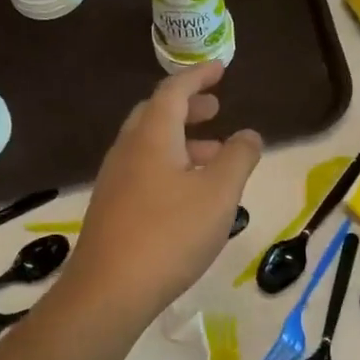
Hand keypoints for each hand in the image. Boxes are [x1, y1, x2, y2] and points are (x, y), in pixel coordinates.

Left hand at [67, 62, 261, 321]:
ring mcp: (115, 180)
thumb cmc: (170, 234)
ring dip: (182, 140)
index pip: (174, 91)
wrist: (109, 290)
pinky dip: (170, 165)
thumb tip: (250, 134)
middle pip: (157, 114)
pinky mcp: (112, 207)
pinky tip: (189, 193)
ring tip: (215, 154)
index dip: (198, 76)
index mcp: (151, 136)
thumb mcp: (219, 194)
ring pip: (150, 145)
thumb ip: (238, 158)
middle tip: (216, 108)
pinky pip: (144, 170)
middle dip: (188, 107)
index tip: (220, 68)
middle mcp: (128, 150)